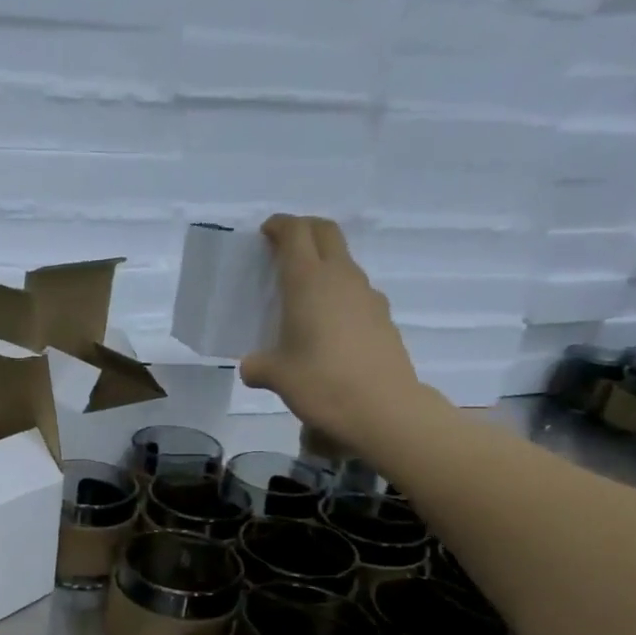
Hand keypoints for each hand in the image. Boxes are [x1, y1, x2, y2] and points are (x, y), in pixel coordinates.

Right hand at [240, 215, 442, 449]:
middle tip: (285, 246)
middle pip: (325, 233)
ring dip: (323, 263)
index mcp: (307, 282)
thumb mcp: (277, 377)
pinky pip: (355, 291)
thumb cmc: (322, 384)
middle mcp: (340, 278)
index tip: (266, 232)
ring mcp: (366, 295)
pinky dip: (338, 293)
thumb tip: (252, 366)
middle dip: (304, 230)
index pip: (295, 233)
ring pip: (343, 261)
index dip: (279, 226)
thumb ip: (258, 366)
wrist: (383, 409)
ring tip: (303, 292)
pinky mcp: (382, 316)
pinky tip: (328, 324)